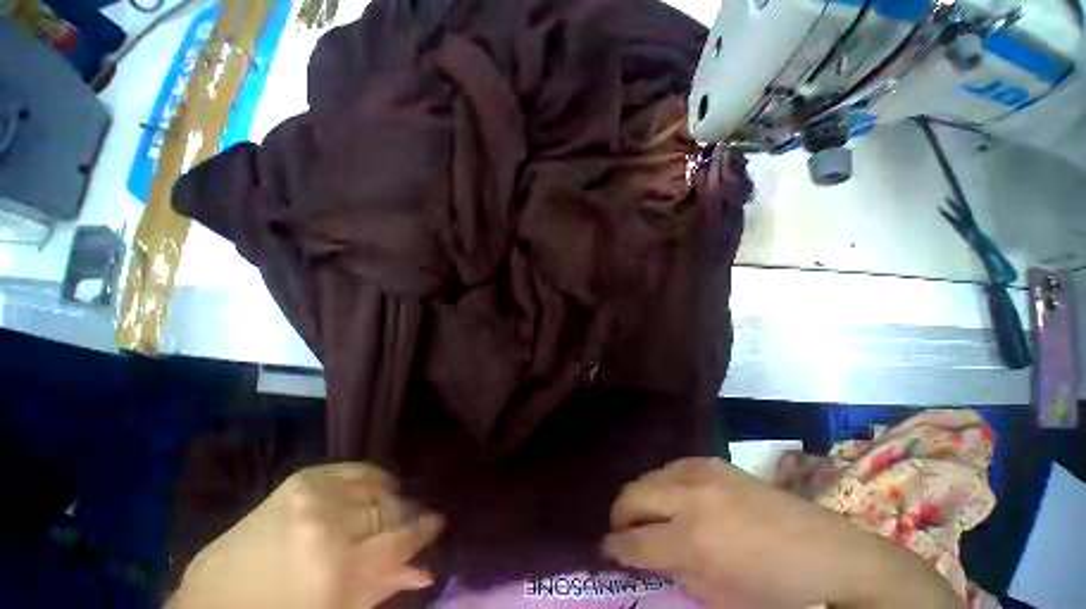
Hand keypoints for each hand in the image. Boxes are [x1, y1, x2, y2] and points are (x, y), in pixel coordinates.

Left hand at [172, 463, 444, 608]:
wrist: (217, 600)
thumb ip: (387, 586)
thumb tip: (428, 568)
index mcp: (341, 571)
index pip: (404, 537)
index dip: (426, 529)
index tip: (438, 522)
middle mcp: (331, 526)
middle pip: (392, 508)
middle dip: (406, 514)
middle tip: (410, 520)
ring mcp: (315, 496)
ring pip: (378, 485)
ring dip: (389, 498)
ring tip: (387, 509)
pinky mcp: (304, 478)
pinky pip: (356, 468)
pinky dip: (371, 478)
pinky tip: (370, 490)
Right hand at [602, 458, 957, 608]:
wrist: (830, 555)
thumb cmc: (777, 590)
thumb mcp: (720, 597)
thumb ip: (676, 574)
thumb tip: (645, 557)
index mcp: (695, 541)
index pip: (635, 540)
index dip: (615, 547)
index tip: (607, 550)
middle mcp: (691, 497)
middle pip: (633, 495)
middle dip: (620, 515)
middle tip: (623, 531)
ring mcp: (702, 472)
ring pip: (649, 476)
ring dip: (642, 497)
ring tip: (650, 516)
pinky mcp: (713, 462)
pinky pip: (672, 468)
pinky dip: (664, 484)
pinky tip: (676, 499)